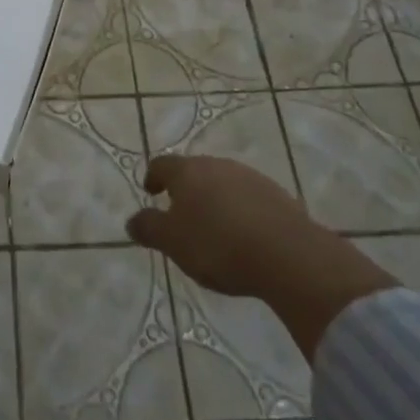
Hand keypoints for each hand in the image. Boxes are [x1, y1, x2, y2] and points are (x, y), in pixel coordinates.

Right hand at [126, 155, 397, 360]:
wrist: (288, 255)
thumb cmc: (218, 246)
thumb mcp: (173, 243)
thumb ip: (149, 228)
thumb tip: (132, 221)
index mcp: (187, 172)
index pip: (162, 164)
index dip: (153, 177)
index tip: (151, 192)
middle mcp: (217, 165)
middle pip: (194, 171)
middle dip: (186, 189)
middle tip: (181, 214)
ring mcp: (250, 177)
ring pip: (223, 183)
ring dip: (215, 199)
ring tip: (214, 228)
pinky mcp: (277, 195)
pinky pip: (249, 198)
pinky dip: (241, 211)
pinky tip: (245, 236)